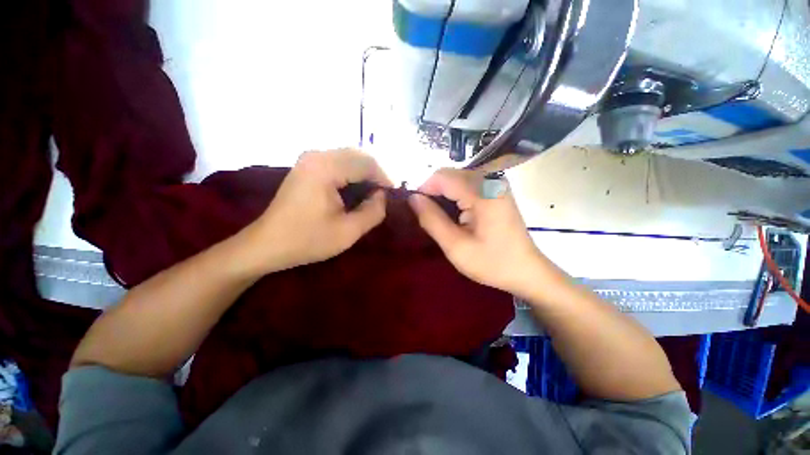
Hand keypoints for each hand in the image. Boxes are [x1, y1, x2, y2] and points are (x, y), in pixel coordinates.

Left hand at [246, 149, 391, 273]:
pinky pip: (338, 163)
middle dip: (375, 175)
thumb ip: (373, 211)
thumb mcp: (348, 232)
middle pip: (359, 156)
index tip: (393, 196)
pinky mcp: (307, 166)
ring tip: (371, 195)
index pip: (367, 163)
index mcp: (326, 168)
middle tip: (383, 196)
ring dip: (364, 174)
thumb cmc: (307, 240)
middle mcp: (317, 155)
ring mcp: (309, 159)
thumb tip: (382, 196)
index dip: (385, 178)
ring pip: (350, 158)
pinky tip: (354, 191)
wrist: (267, 244)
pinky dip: (352, 175)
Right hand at [408, 168, 553, 295]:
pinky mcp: (497, 190)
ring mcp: (496, 183)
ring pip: (456, 179)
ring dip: (444, 195)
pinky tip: (456, 215)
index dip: (424, 190)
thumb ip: (431, 219)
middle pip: (449, 175)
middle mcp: (491, 179)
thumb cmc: (492, 263)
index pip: (442, 176)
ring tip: (442, 219)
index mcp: (483, 192)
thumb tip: (412, 198)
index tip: (417, 210)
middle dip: (434, 193)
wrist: (526, 270)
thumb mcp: (455, 246)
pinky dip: (455, 196)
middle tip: (430, 218)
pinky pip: (467, 184)